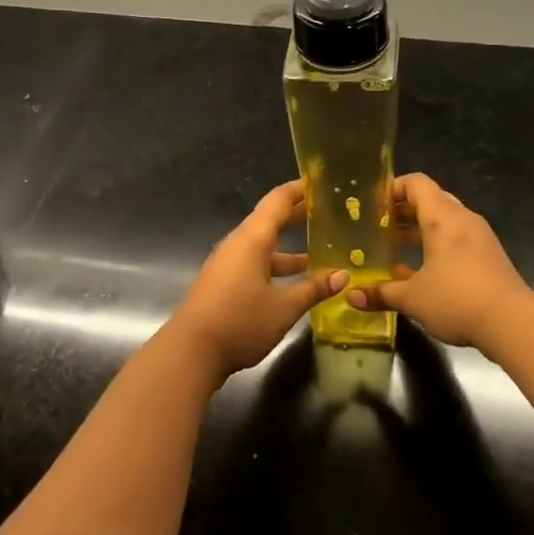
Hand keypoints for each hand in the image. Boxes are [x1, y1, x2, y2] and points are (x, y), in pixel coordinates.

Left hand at [171, 181, 347, 378]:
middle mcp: (238, 245)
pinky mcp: (224, 284)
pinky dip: (277, 266)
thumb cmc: (240, 321)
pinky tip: (294, 283)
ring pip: (263, 247)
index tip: (321, 182)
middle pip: (270, 221)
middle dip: (297, 215)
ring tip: (319, 252)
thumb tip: (342, 276)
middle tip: (326, 211)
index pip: (278, 201)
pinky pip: (255, 265)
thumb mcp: (284, 307)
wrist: (190, 352)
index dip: (299, 190)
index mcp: (252, 239)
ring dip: (289, 248)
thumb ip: (313, 289)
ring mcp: (228, 265)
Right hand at [346, 173, 531, 350]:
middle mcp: (462, 219)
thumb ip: (381, 293)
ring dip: (419, 231)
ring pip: (444, 223)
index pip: (416, 184)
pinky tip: (419, 272)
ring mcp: (479, 238)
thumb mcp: (412, 298)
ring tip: (393, 248)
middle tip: (377, 227)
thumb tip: (352, 297)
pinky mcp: (489, 258)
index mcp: (442, 217)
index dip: (393, 188)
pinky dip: (436, 247)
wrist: (513, 323)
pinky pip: (456, 241)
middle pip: (430, 201)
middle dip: (402, 212)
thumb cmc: (456, 299)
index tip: (372, 205)